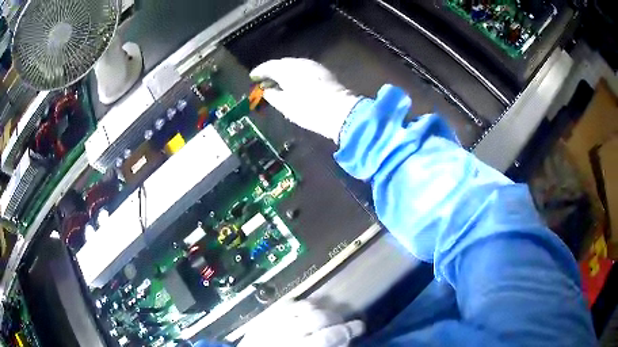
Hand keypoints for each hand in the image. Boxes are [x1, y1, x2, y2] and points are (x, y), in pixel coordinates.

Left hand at [238, 299, 364, 346]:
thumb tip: (345, 338)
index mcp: (298, 346)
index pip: (329, 336)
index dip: (348, 330)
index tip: (359, 327)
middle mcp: (284, 333)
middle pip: (318, 318)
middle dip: (336, 317)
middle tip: (344, 321)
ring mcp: (271, 322)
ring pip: (302, 306)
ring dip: (320, 308)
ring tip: (326, 314)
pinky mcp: (262, 317)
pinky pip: (285, 303)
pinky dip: (299, 304)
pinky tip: (306, 308)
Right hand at [250, 58, 360, 142]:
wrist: (340, 112)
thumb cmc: (308, 109)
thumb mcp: (285, 105)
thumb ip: (272, 95)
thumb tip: (267, 90)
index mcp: (287, 69)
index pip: (268, 66)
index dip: (259, 72)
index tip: (252, 77)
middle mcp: (299, 63)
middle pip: (281, 63)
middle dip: (272, 71)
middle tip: (264, 80)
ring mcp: (313, 65)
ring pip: (293, 65)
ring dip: (284, 72)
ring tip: (278, 82)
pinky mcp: (323, 71)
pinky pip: (303, 68)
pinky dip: (295, 73)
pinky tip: (294, 82)